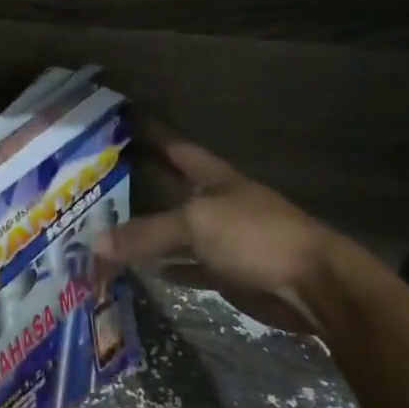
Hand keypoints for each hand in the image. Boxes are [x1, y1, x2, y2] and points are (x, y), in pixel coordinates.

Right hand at [94, 134, 343, 332]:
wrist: (314, 286)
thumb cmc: (255, 236)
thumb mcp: (195, 224)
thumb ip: (145, 233)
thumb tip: (95, 244)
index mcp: (214, 178)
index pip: (176, 148)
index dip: (152, 133)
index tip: (122, 121)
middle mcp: (217, 203)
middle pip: (171, 189)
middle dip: (140, 184)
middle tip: (98, 182)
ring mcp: (224, 238)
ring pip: (176, 231)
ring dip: (148, 232)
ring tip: (108, 227)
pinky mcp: (228, 272)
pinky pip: (188, 266)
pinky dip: (167, 267)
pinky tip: (143, 269)